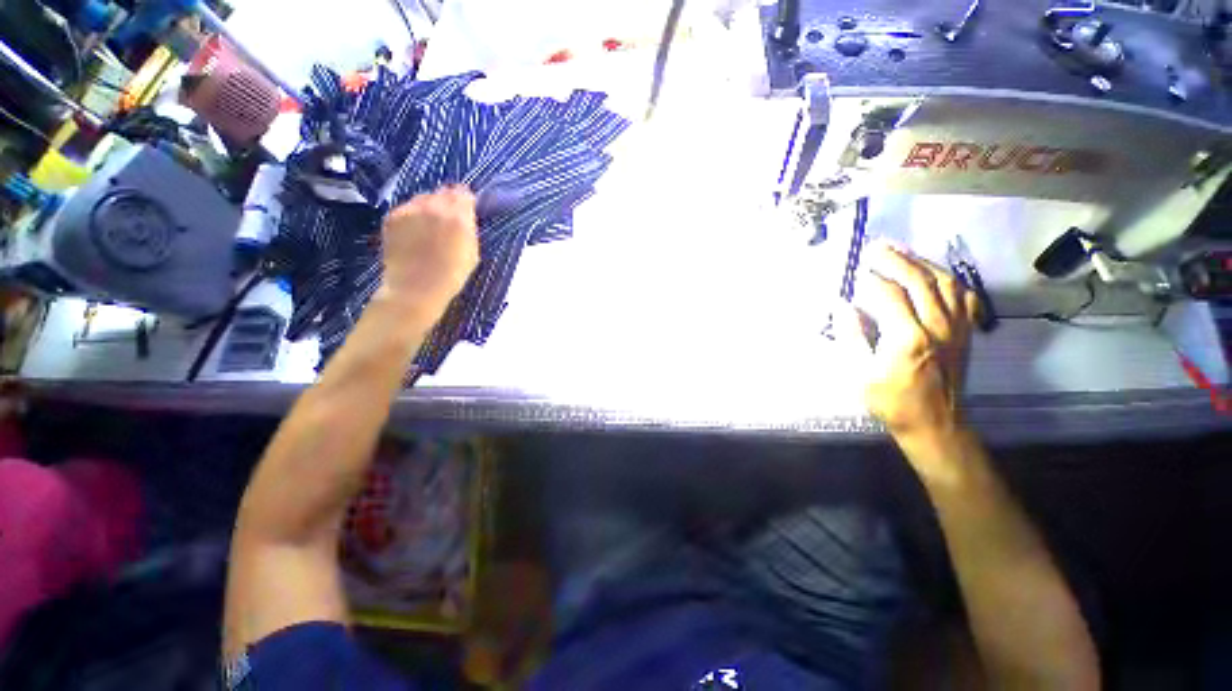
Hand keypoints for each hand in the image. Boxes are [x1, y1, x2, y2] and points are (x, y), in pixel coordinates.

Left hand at [375, 186, 479, 317]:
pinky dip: (413, 215)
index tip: (466, 210)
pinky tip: (414, 233)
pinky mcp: (392, 216)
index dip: (465, 201)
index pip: (463, 193)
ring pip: (423, 198)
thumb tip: (465, 216)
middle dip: (448, 202)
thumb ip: (469, 229)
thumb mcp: (472, 252)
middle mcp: (434, 206)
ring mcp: (410, 209)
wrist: (416, 288)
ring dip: (429, 207)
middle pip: (443, 192)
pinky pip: (407, 208)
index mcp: (458, 217)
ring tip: (429, 226)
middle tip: (448, 219)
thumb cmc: (452, 275)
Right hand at [852, 242, 980, 447]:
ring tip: (901, 251)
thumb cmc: (892, 401)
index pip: (889, 294)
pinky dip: (948, 278)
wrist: (935, 422)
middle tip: (875, 246)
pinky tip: (934, 273)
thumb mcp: (860, 375)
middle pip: (919, 280)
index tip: (855, 268)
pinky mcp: (964, 331)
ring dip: (922, 262)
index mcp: (908, 338)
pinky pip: (963, 295)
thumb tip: (842, 306)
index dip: (871, 278)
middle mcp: (937, 326)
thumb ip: (851, 337)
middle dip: (895, 259)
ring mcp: (956, 327)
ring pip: (944, 282)